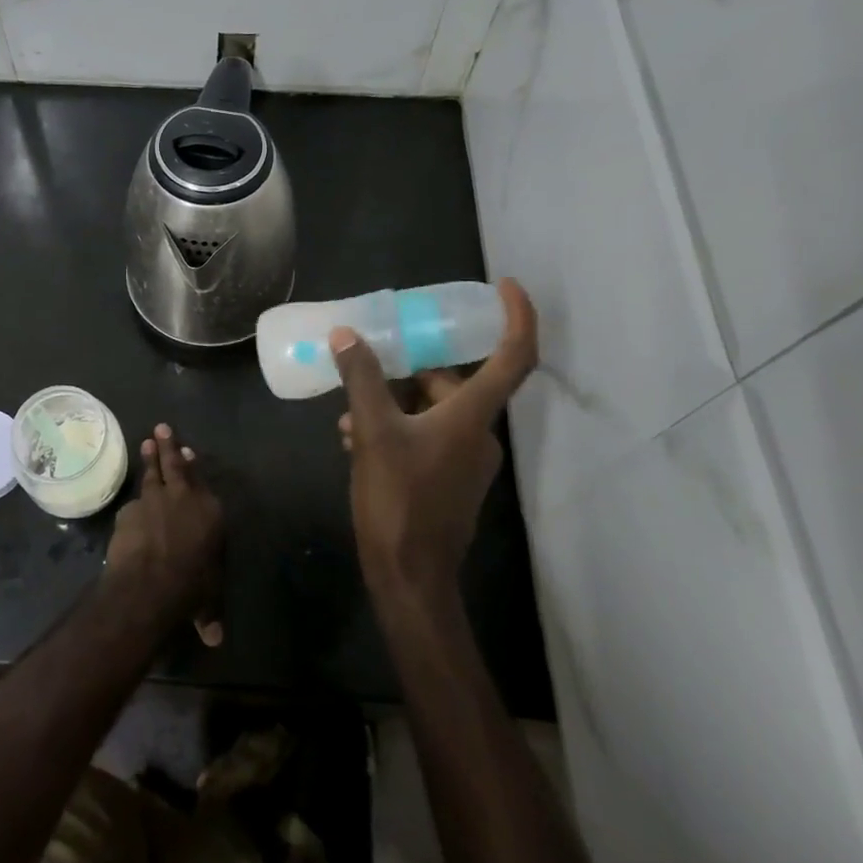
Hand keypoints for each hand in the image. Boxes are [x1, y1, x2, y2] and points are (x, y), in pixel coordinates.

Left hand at [105, 424, 225, 646]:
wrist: (151, 582)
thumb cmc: (191, 587)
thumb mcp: (207, 599)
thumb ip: (209, 610)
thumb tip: (214, 638)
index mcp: (210, 511)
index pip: (202, 481)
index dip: (194, 467)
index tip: (189, 452)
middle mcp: (183, 498)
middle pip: (176, 465)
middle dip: (170, 446)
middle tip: (162, 427)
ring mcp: (154, 500)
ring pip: (152, 473)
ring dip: (150, 458)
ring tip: (147, 441)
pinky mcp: (130, 510)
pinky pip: (132, 504)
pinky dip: (133, 504)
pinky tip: (130, 506)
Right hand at [332, 279, 537, 607]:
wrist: (409, 576)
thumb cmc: (399, 500)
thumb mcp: (372, 432)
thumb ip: (361, 379)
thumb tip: (346, 336)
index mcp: (472, 416)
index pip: (512, 356)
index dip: (516, 316)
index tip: (504, 285)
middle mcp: (479, 433)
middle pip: (452, 382)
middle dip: (409, 369)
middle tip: (368, 360)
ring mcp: (465, 459)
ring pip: (432, 410)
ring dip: (392, 401)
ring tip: (348, 410)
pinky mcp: (449, 479)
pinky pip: (426, 435)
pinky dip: (396, 426)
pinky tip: (353, 437)